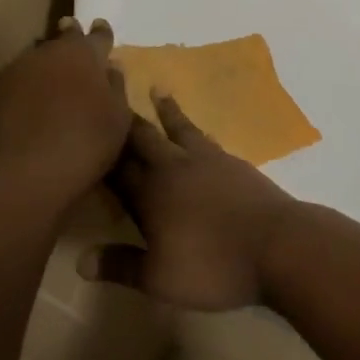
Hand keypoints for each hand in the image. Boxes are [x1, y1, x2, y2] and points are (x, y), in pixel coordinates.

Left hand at [0, 17, 129, 200]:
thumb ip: (116, 87)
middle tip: (72, 35)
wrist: (27, 171)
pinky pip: (17, 79)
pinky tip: (28, 98)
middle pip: (62, 38)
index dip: (102, 33)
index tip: (101, 26)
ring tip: (51, 74)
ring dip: (46, 63)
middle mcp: (50, 52)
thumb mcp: (118, 118)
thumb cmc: (86, 142)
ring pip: (37, 56)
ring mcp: (19, 69)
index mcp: (84, 54)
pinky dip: (26, 84)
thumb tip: (110, 67)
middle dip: (69, 37)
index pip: (97, 36)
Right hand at [80, 92, 302, 310]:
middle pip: (143, 137)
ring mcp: (207, 161)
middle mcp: (173, 168)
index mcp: (150, 194)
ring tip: (157, 89)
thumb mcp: (159, 278)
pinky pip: (207, 138)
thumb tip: (80, 261)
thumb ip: (121, 265)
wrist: (278, 246)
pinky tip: (199, 130)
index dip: (100, 150)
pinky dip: (196, 129)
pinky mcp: (234, 163)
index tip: (83, 124)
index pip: (116, 167)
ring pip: (178, 129)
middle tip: (112, 81)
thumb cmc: (213, 267)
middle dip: (125, 113)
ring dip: (166, 110)